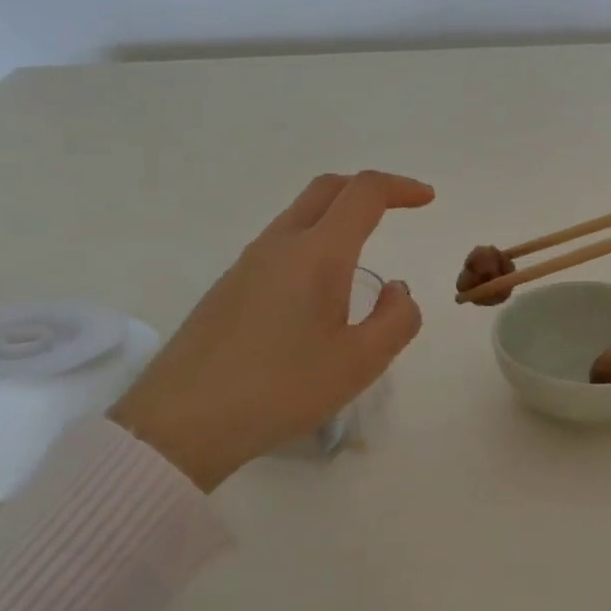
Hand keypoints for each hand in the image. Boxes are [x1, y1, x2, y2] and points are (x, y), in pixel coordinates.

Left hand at [110, 171, 433, 488]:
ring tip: (362, 256)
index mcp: (317, 253)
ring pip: (299, 216)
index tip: (427, 199)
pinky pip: (279, 246)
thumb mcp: (360, 363)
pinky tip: (317, 292)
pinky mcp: (228, 287)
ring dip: (337, 217)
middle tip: (398, 208)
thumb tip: (395, 289)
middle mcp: (279, 245)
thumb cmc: (281, 389)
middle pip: (327, 189)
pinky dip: (312, 244)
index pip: (363, 193)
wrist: (183, 422)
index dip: (400, 188)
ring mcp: (247, 263)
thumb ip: (396, 319)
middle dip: (367, 190)